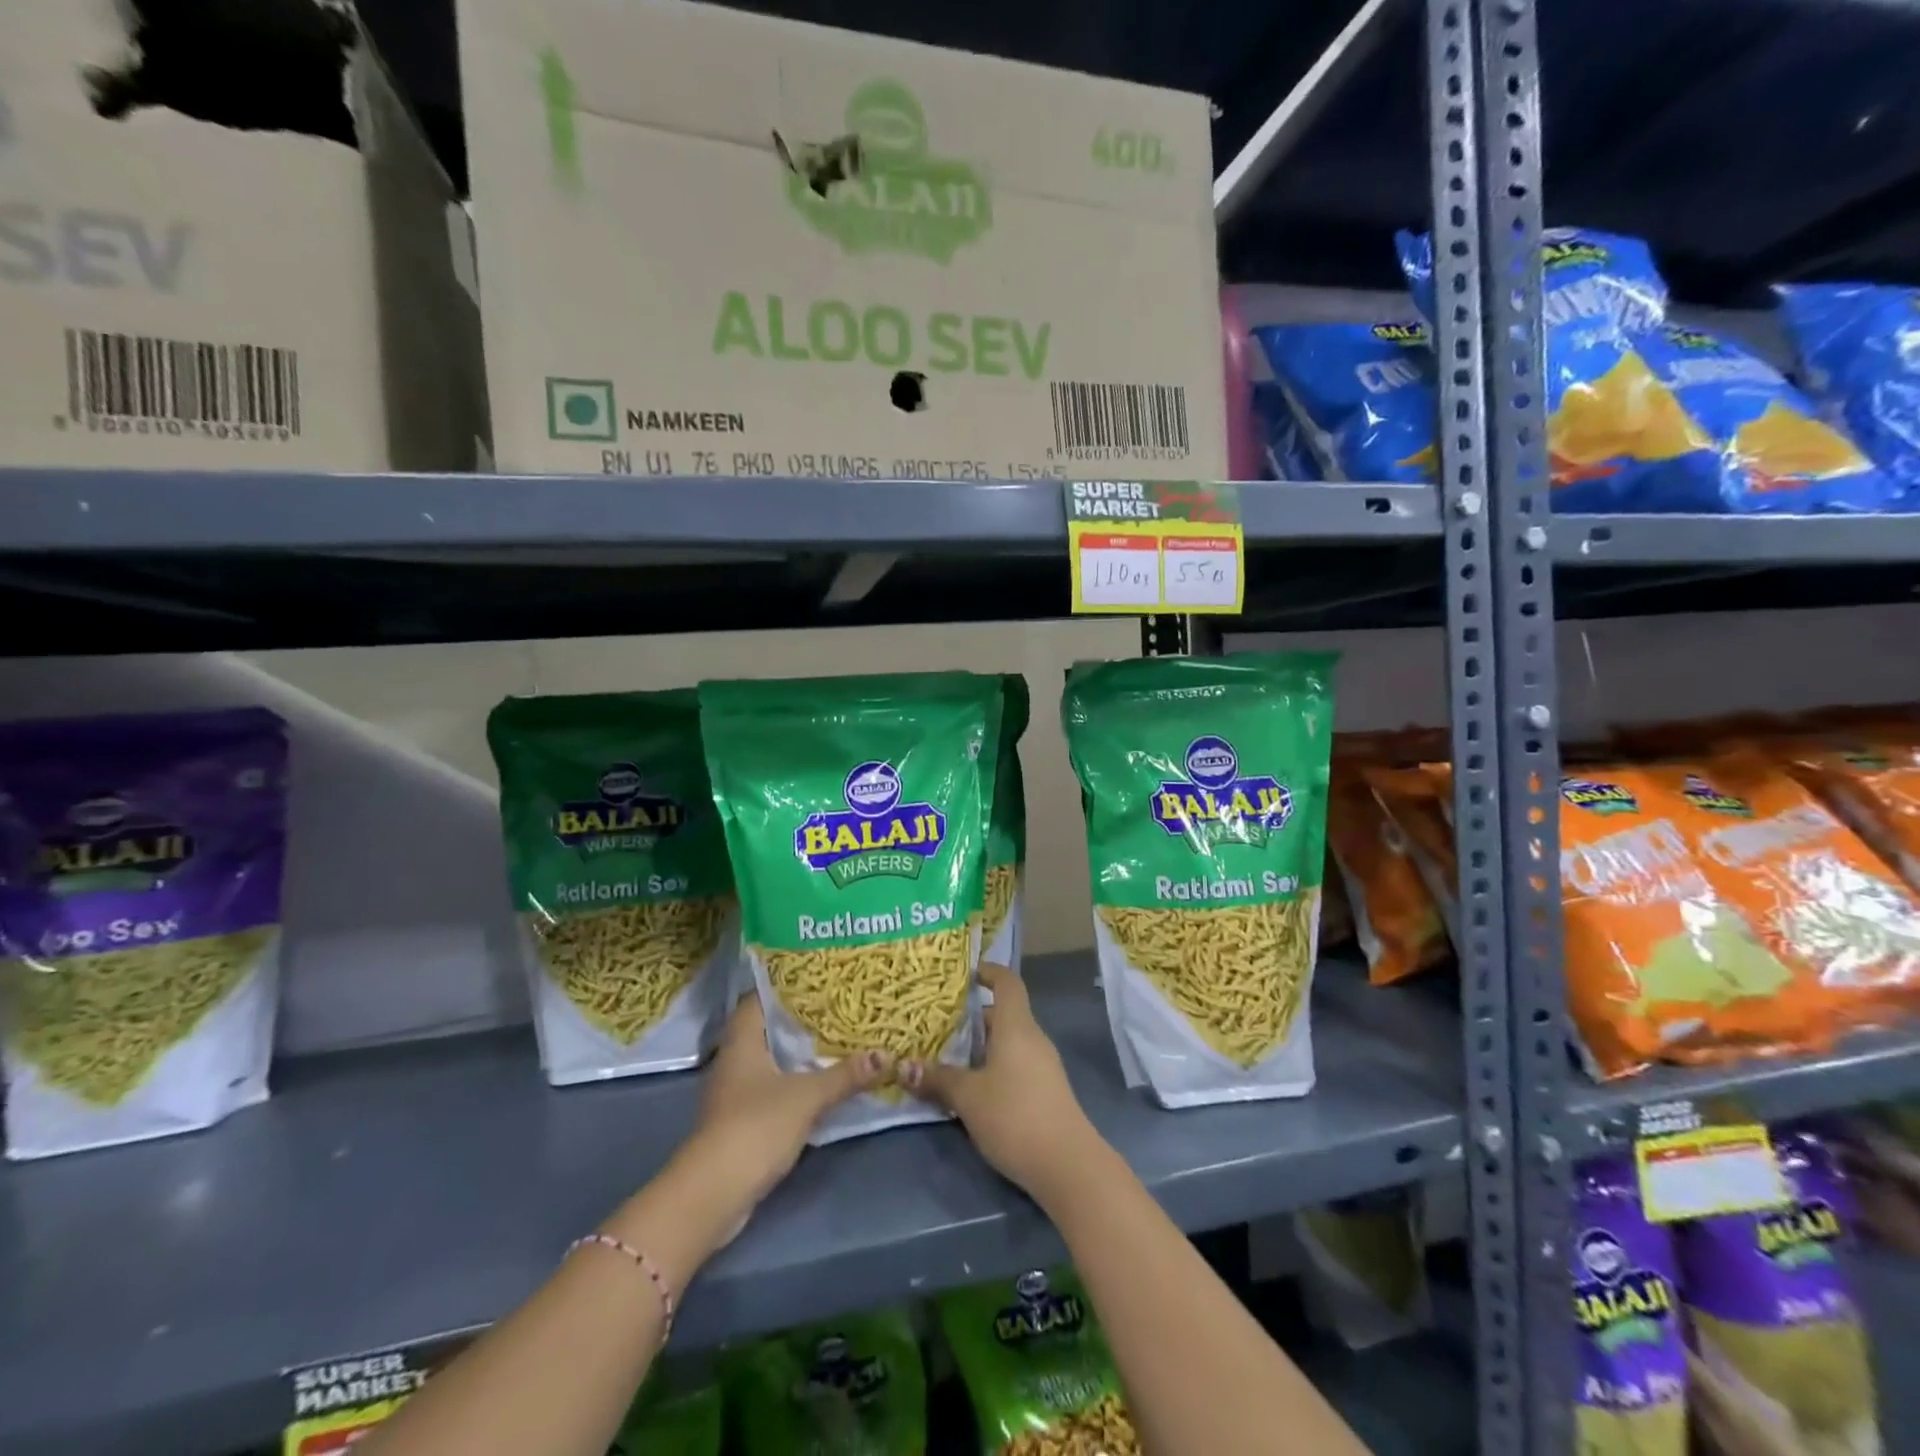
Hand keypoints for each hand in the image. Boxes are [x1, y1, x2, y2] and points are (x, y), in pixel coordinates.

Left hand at [685, 996, 890, 1219]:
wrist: (713, 1195)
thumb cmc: (755, 1127)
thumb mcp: (807, 1096)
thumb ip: (844, 1075)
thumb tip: (884, 1054)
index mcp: (742, 1042)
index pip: (758, 999)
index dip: (785, 986)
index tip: (817, 979)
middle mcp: (734, 1061)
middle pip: (767, 1030)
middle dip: (799, 1021)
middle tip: (837, 1007)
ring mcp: (734, 1094)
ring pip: (771, 1062)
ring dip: (798, 1055)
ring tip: (836, 1040)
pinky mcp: (741, 1123)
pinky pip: (772, 1091)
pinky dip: (794, 1085)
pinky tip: (820, 1084)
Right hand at [900, 963, 1100, 1201]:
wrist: (1067, 1165)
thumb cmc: (1015, 1115)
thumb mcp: (968, 1097)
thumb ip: (937, 1079)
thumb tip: (903, 1066)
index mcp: (1016, 1026)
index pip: (1007, 983)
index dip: (989, 972)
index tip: (965, 974)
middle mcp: (1032, 1038)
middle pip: (1002, 1014)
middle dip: (971, 1018)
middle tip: (937, 1024)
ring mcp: (1043, 1065)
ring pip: (1008, 1042)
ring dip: (980, 1047)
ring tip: (946, 1057)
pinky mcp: (1045, 1091)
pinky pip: (1015, 1064)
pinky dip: (992, 1066)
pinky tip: (971, 1089)